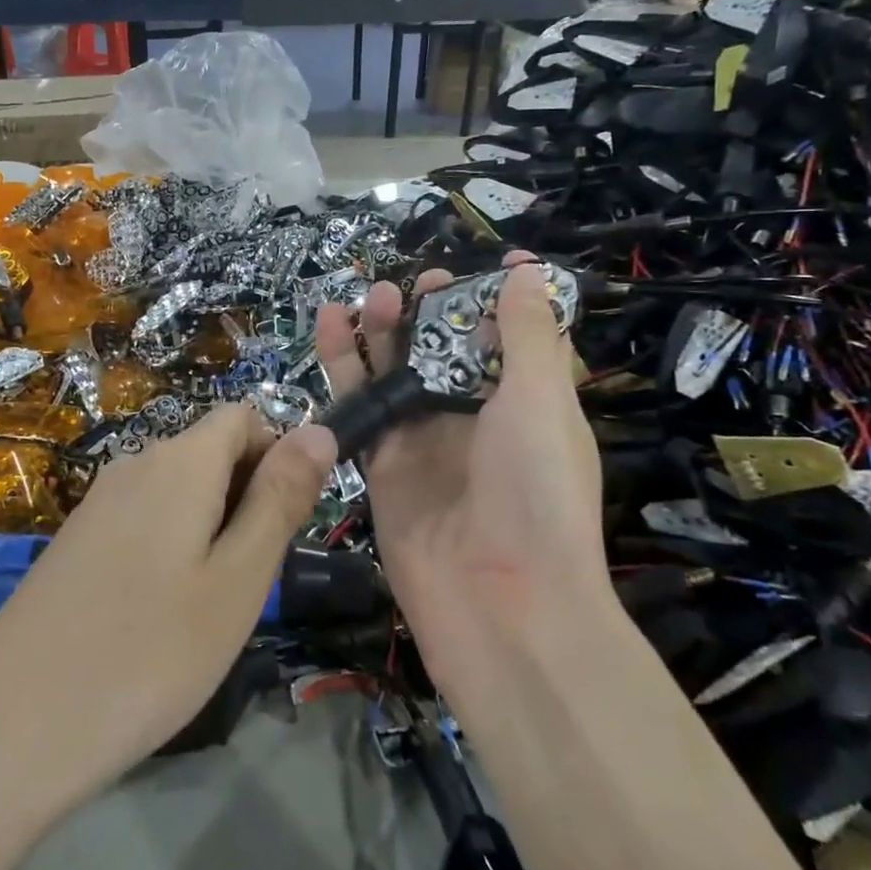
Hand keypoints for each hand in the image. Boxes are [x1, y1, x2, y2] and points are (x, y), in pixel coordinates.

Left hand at [0, 404, 337, 800]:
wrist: (11, 729)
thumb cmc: (149, 653)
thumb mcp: (238, 579)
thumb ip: (281, 498)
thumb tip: (320, 429)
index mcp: (180, 461)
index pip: (243, 417)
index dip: (277, 454)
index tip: (286, 523)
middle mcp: (134, 464)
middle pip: (210, 451)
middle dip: (247, 496)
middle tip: (251, 580)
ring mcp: (97, 503)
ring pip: (178, 490)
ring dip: (210, 527)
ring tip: (209, 606)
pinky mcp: (74, 541)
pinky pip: (142, 520)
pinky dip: (169, 547)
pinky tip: (158, 617)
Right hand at [316, 259, 608, 680]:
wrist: (501, 606)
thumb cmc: (536, 492)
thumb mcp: (541, 401)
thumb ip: (528, 334)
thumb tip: (527, 272)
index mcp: (523, 400)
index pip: (509, 337)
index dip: (496, 299)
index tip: (487, 263)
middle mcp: (471, 416)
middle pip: (443, 349)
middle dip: (431, 312)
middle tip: (413, 287)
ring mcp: (422, 440)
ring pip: (394, 370)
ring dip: (383, 330)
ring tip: (373, 297)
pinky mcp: (379, 463)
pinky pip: (358, 404)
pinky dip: (342, 364)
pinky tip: (329, 326)